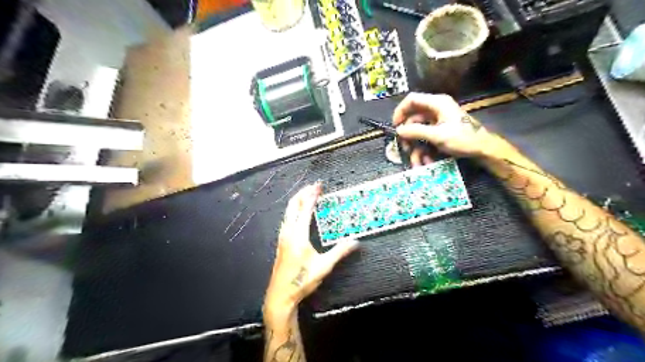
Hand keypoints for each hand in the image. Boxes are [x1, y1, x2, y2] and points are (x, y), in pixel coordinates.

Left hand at [265, 182, 360, 320]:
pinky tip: (299, 212)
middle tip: (314, 186)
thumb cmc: (301, 281)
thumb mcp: (323, 266)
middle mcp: (288, 232)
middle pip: (293, 205)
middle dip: (303, 193)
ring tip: (307, 194)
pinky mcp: (281, 241)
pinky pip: (287, 219)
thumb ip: (340, 252)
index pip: (305, 209)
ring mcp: (283, 236)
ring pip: (288, 211)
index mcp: (298, 235)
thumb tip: (355, 242)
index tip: (319, 186)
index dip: (312, 195)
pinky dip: (294, 209)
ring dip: (298, 200)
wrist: (281, 295)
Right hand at [393, 91, 503, 162]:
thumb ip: (416, 131)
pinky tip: (425, 161)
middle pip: (413, 118)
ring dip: (416, 147)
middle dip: (408, 135)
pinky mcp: (440, 130)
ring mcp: (438, 120)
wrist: (483, 149)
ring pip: (418, 131)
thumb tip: (398, 130)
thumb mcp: (438, 135)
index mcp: (437, 103)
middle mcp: (436, 109)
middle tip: (405, 148)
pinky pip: (426, 137)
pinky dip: (423, 149)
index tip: (395, 126)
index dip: (400, 111)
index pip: (412, 100)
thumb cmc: (463, 138)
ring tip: (417, 162)